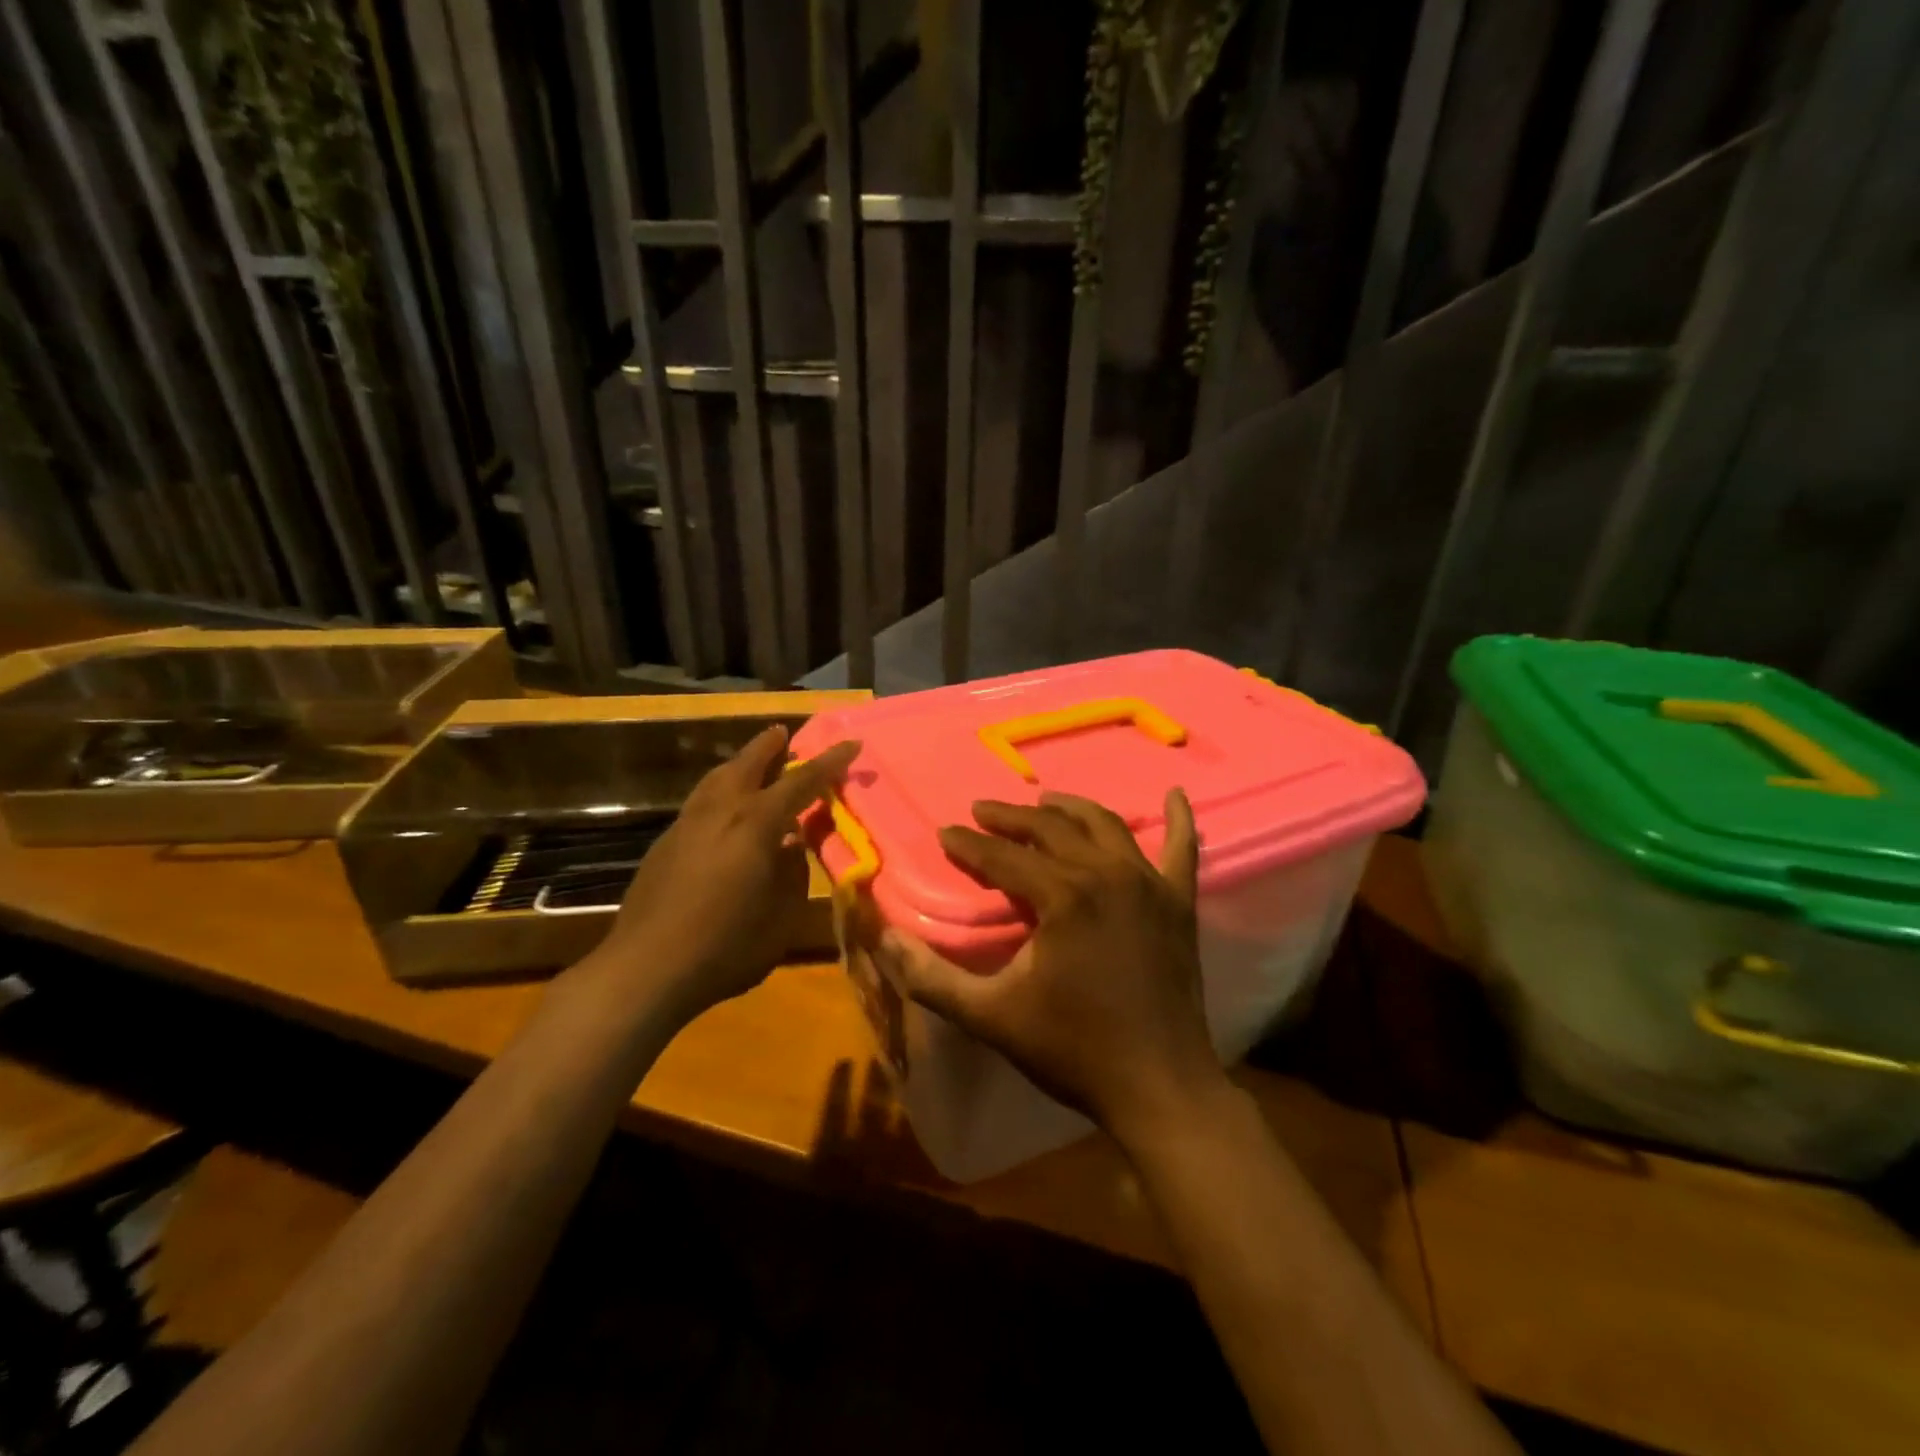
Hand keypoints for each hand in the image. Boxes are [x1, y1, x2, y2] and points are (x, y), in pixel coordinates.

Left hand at [581, 725, 858, 1023]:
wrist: (645, 970)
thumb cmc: (727, 946)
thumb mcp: (781, 916)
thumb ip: (793, 873)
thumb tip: (792, 845)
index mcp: (755, 824)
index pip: (801, 782)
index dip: (830, 762)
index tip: (852, 743)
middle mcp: (720, 812)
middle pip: (746, 765)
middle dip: (769, 746)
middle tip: (784, 732)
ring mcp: (686, 825)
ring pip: (716, 779)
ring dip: (739, 764)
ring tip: (753, 761)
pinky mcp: (665, 844)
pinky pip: (701, 801)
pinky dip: (720, 790)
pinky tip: (724, 809)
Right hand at [873, 789, 1227, 1144]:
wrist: (1159, 1086)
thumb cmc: (1073, 1049)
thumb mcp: (991, 1016)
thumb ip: (932, 978)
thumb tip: (883, 939)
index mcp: (1063, 896)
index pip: (1003, 856)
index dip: (969, 845)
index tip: (945, 833)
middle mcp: (1107, 874)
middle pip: (1051, 830)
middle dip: (1011, 818)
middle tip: (982, 812)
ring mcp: (1149, 885)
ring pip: (1105, 827)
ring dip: (1071, 810)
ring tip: (1044, 803)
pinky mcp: (1179, 903)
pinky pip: (1183, 849)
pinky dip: (1178, 820)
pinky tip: (1174, 795)